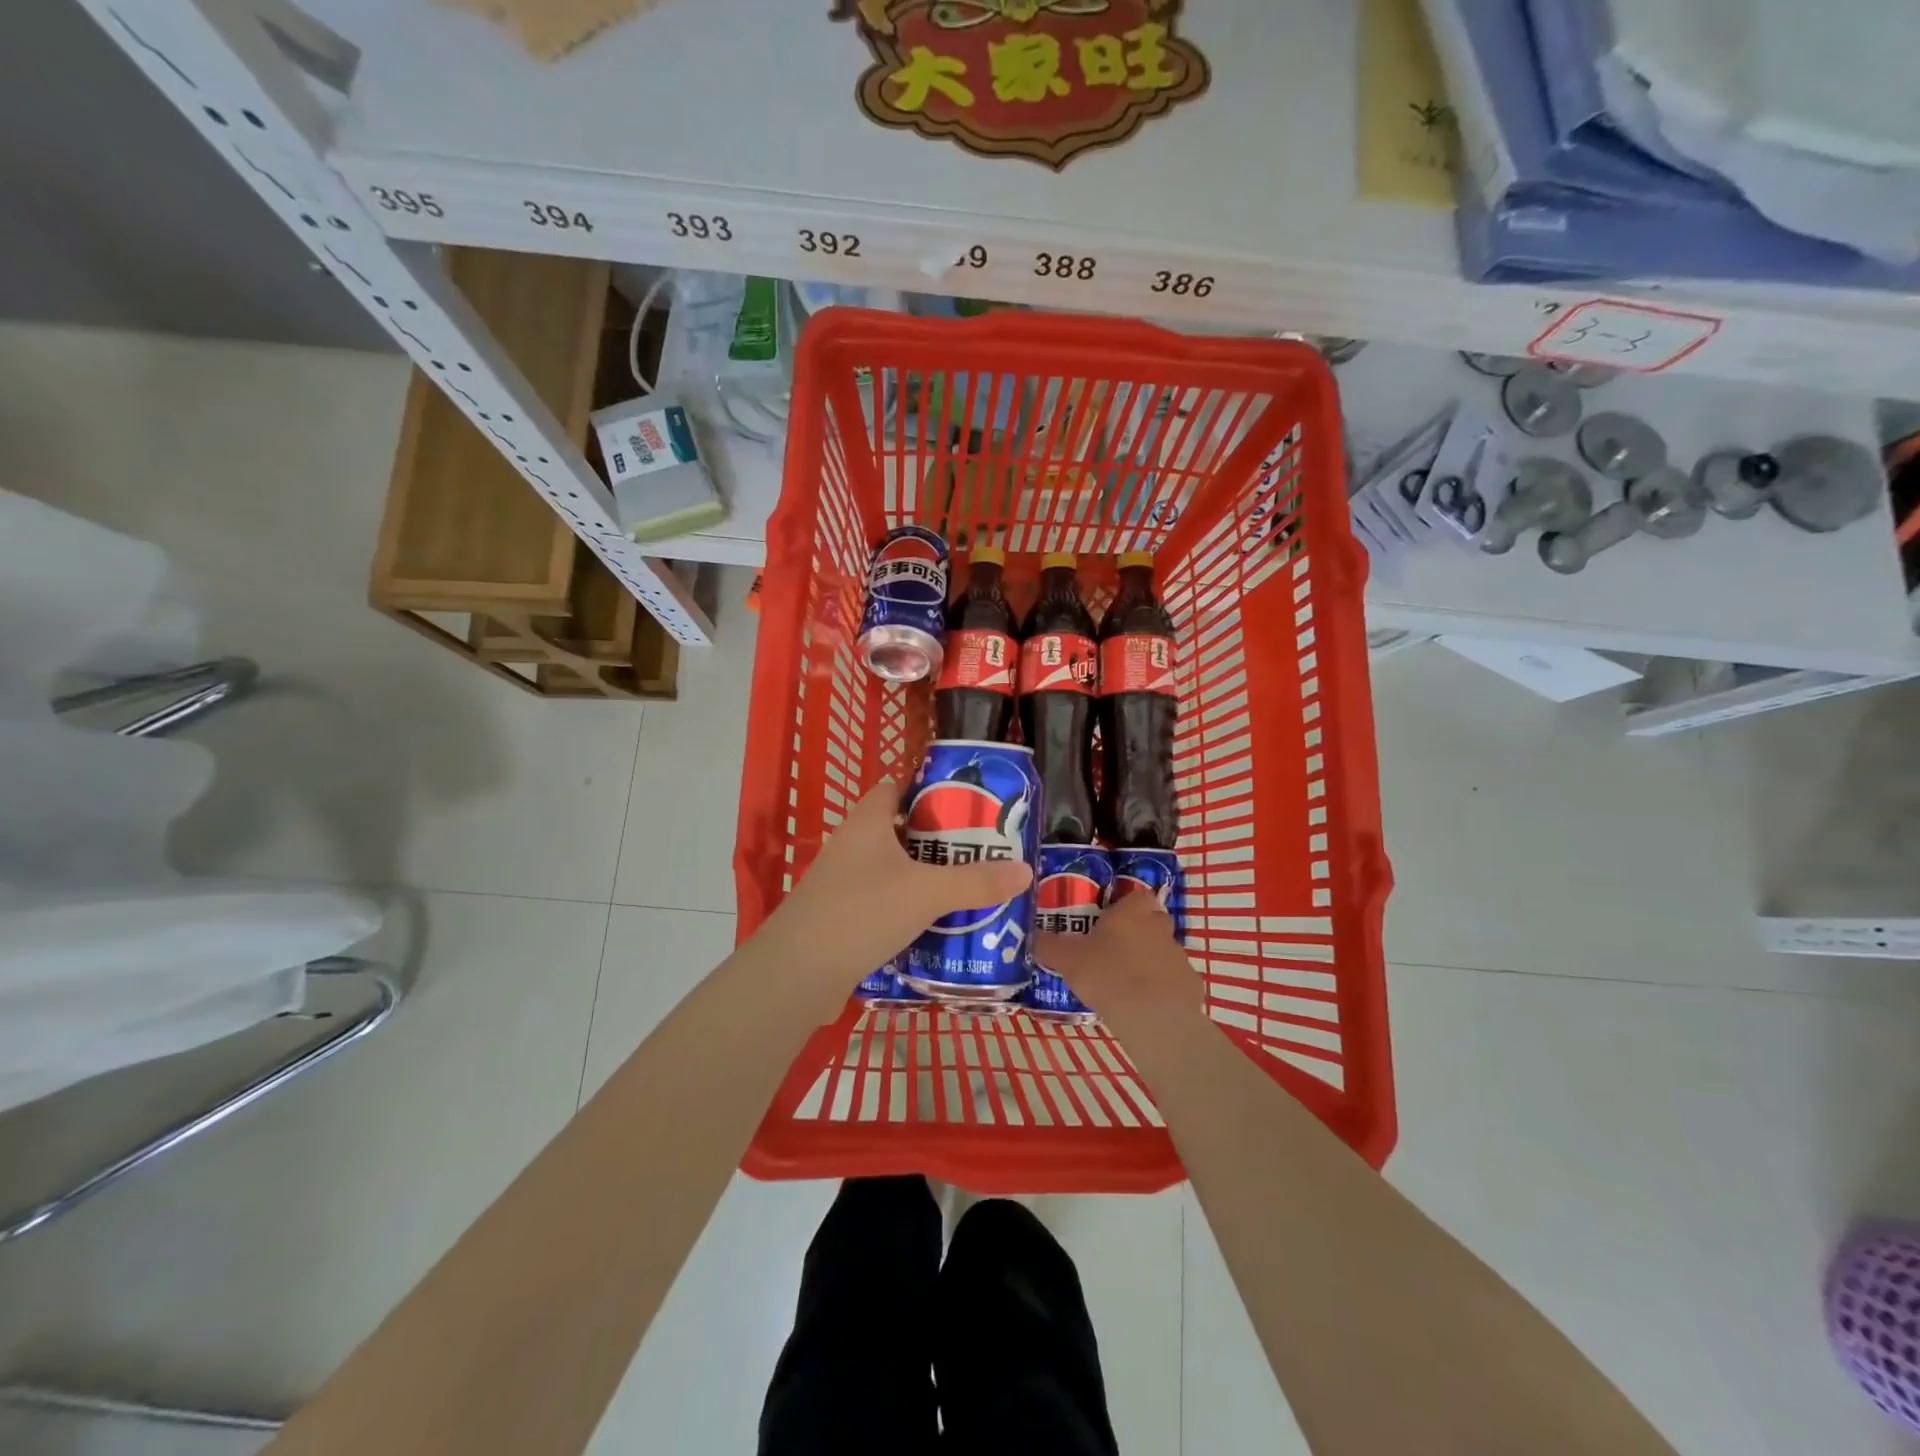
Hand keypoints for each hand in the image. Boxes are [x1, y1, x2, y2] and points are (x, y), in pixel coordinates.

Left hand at [761, 779, 1031, 1007]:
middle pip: (901, 830)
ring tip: (970, 888)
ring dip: (926, 877)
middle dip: (939, 840)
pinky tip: (938, 925)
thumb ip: (975, 882)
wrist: (798, 973)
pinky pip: (884, 902)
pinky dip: (909, 908)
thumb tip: (1025, 870)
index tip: (967, 803)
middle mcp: (852, 845)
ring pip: (894, 870)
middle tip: (982, 850)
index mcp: (867, 822)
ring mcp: (843, 882)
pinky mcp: (841, 916)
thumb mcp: (926, 893)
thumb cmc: (861, 912)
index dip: (929, 789)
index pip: (896, 786)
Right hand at [1033, 890, 1202, 1028]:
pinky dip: (1163, 990)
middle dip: (1139, 933)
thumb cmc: (1106, 975)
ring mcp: (1179, 957)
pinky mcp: (1191, 985)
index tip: (1110, 922)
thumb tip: (1034, 937)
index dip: (1126, 906)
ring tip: (1127, 985)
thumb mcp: (1067, 959)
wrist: (1151, 1016)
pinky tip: (1145, 1006)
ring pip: (1164, 952)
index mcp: (1131, 913)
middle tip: (1115, 953)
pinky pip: (1175, 982)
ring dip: (1150, 962)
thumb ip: (1049, 946)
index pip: (1137, 896)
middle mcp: (1159, 927)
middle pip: (1153, 921)